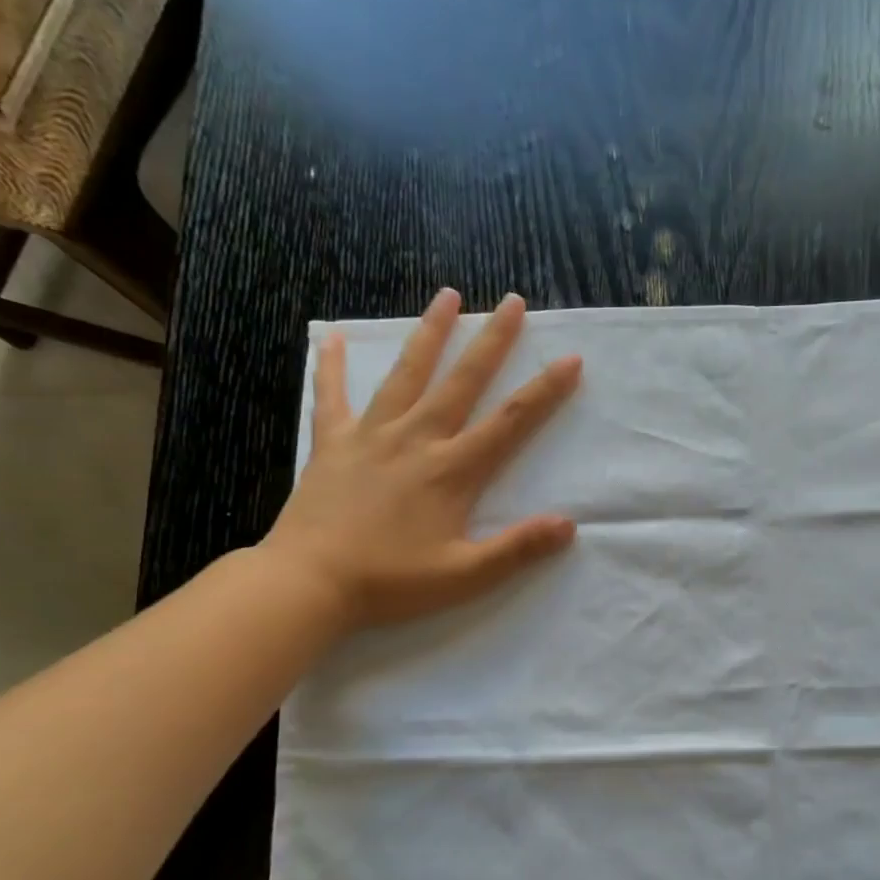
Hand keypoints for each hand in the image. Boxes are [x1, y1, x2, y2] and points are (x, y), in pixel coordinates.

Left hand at [262, 288, 581, 632]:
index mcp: (452, 470)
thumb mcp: (465, 575)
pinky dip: (331, 366)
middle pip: (462, 381)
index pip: (510, 422)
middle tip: (512, 301)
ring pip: (406, 374)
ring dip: (430, 334)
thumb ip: (517, 548)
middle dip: (492, 340)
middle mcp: (416, 440)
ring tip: (446, 296)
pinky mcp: (332, 444)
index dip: (544, 391)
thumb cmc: (391, 582)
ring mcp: (371, 436)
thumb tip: (568, 525)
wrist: (309, 583)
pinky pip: (331, 396)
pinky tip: (328, 335)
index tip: (570, 359)